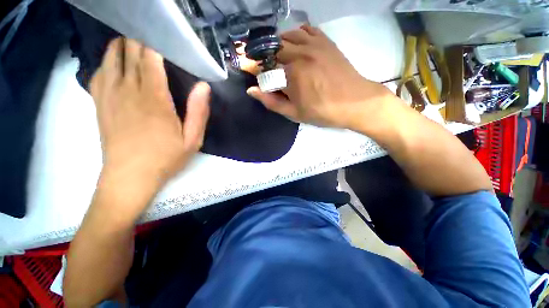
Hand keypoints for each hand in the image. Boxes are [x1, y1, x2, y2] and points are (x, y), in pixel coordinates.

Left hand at [91, 38, 209, 195]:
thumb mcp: (192, 140)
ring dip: (122, 47)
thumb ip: (198, 112)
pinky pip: (99, 73)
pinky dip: (107, 62)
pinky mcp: (100, 104)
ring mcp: (110, 96)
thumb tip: (203, 86)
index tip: (163, 35)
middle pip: (128, 53)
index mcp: (154, 99)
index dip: (155, 43)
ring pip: (111, 58)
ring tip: (133, 43)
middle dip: (138, 40)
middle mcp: (129, 91)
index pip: (151, 60)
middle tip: (151, 36)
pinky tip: (115, 63)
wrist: (130, 177)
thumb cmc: (166, 158)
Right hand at [247, 25, 394, 130]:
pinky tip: (294, 45)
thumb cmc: (323, 112)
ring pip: (286, 36)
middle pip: (272, 48)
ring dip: (277, 45)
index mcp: (291, 75)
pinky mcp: (325, 42)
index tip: (244, 66)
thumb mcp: (294, 113)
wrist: (355, 102)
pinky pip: (305, 30)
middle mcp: (300, 54)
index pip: (263, 67)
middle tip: (261, 64)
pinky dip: (295, 35)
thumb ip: (272, 102)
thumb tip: (251, 90)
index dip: (251, 67)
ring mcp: (314, 45)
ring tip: (276, 56)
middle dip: (262, 55)